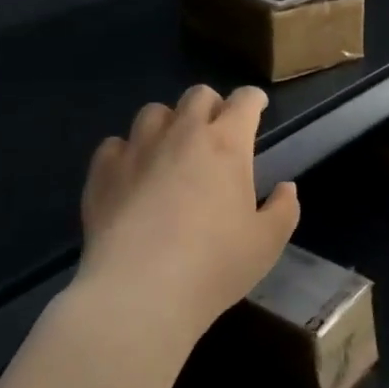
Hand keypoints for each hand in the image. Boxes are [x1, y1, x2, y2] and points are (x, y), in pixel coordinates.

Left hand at [79, 86, 299, 342]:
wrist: (140, 292)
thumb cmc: (214, 265)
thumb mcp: (267, 243)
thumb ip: (283, 209)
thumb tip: (285, 187)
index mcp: (227, 144)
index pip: (244, 101)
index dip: (252, 100)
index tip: (256, 107)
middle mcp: (182, 134)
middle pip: (197, 95)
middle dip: (211, 106)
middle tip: (216, 131)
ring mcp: (138, 150)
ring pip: (153, 112)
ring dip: (168, 123)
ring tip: (170, 149)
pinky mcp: (103, 172)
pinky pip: (114, 145)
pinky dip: (126, 152)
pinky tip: (131, 174)